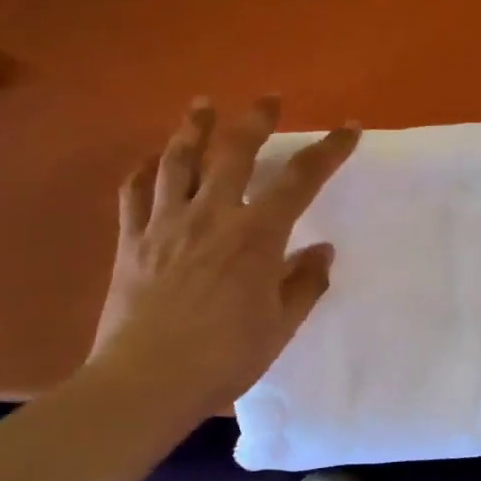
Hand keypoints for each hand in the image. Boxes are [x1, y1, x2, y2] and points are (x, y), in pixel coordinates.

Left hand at [85, 95, 359, 414]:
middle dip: (256, 119)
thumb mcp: (279, 326)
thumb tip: (321, 251)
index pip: (300, 180)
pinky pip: (134, 192)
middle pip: (235, 151)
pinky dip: (144, 169)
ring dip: (194, 127)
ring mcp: (166, 223)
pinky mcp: (131, 240)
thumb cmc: (224, 358)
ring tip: (203, 105)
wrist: (146, 381)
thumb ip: (304, 283)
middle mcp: (211, 215)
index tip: (348, 129)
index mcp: (255, 236)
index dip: (328, 150)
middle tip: (268, 99)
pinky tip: (151, 158)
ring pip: (179, 160)